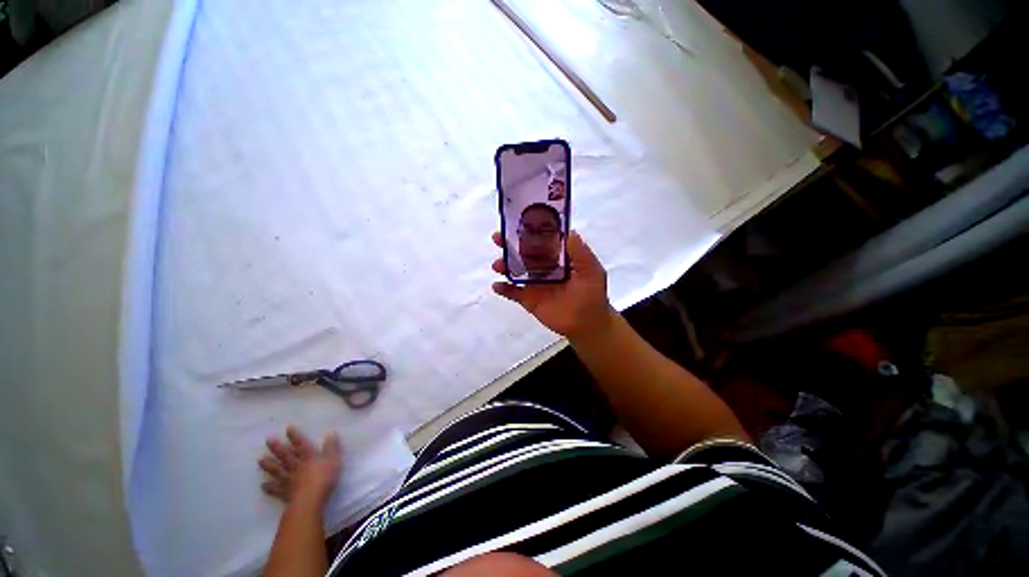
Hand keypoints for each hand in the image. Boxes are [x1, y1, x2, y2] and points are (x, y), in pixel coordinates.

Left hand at [260, 427, 341, 504]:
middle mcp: (296, 466)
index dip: (295, 436)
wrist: (310, 500)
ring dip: (269, 465)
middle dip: (277, 448)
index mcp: (309, 457)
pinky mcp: (285, 493)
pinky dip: (269, 487)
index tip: (287, 428)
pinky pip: (275, 489)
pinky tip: (263, 485)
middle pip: (286, 456)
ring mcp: (289, 480)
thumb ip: (331, 447)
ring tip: (260, 460)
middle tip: (268, 440)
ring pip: (277, 470)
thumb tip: (330, 434)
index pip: (301, 444)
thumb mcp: (333, 460)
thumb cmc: (324, 478)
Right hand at [492, 230, 614, 339]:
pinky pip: (513, 293)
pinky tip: (496, 285)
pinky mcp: (529, 300)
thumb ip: (581, 253)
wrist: (588, 324)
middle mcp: (544, 268)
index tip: (516, 222)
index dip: (529, 232)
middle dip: (509, 245)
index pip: (541, 241)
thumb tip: (569, 231)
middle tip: (497, 238)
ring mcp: (535, 284)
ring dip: (504, 265)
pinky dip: (504, 289)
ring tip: (497, 265)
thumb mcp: (592, 271)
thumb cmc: (592, 295)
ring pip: (516, 271)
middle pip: (524, 253)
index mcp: (557, 259)